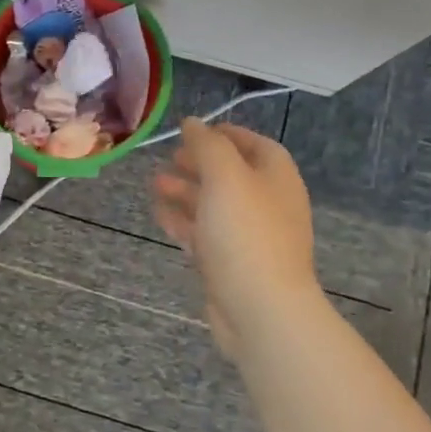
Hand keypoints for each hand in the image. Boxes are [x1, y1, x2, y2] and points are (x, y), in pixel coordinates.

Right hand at [152, 120, 318, 358]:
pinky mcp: (230, 264)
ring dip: (186, 191)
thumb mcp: (225, 177)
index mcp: (276, 179)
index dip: (227, 134)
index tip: (194, 130)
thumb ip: (207, 145)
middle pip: (232, 175)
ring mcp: (249, 237)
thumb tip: (193, 122)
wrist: (260, 309)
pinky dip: (183, 221)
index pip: (256, 145)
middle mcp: (267, 204)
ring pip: (214, 205)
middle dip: (199, 163)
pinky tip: (160, 215)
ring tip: (154, 184)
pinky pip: (205, 234)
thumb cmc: (246, 234)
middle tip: (169, 157)